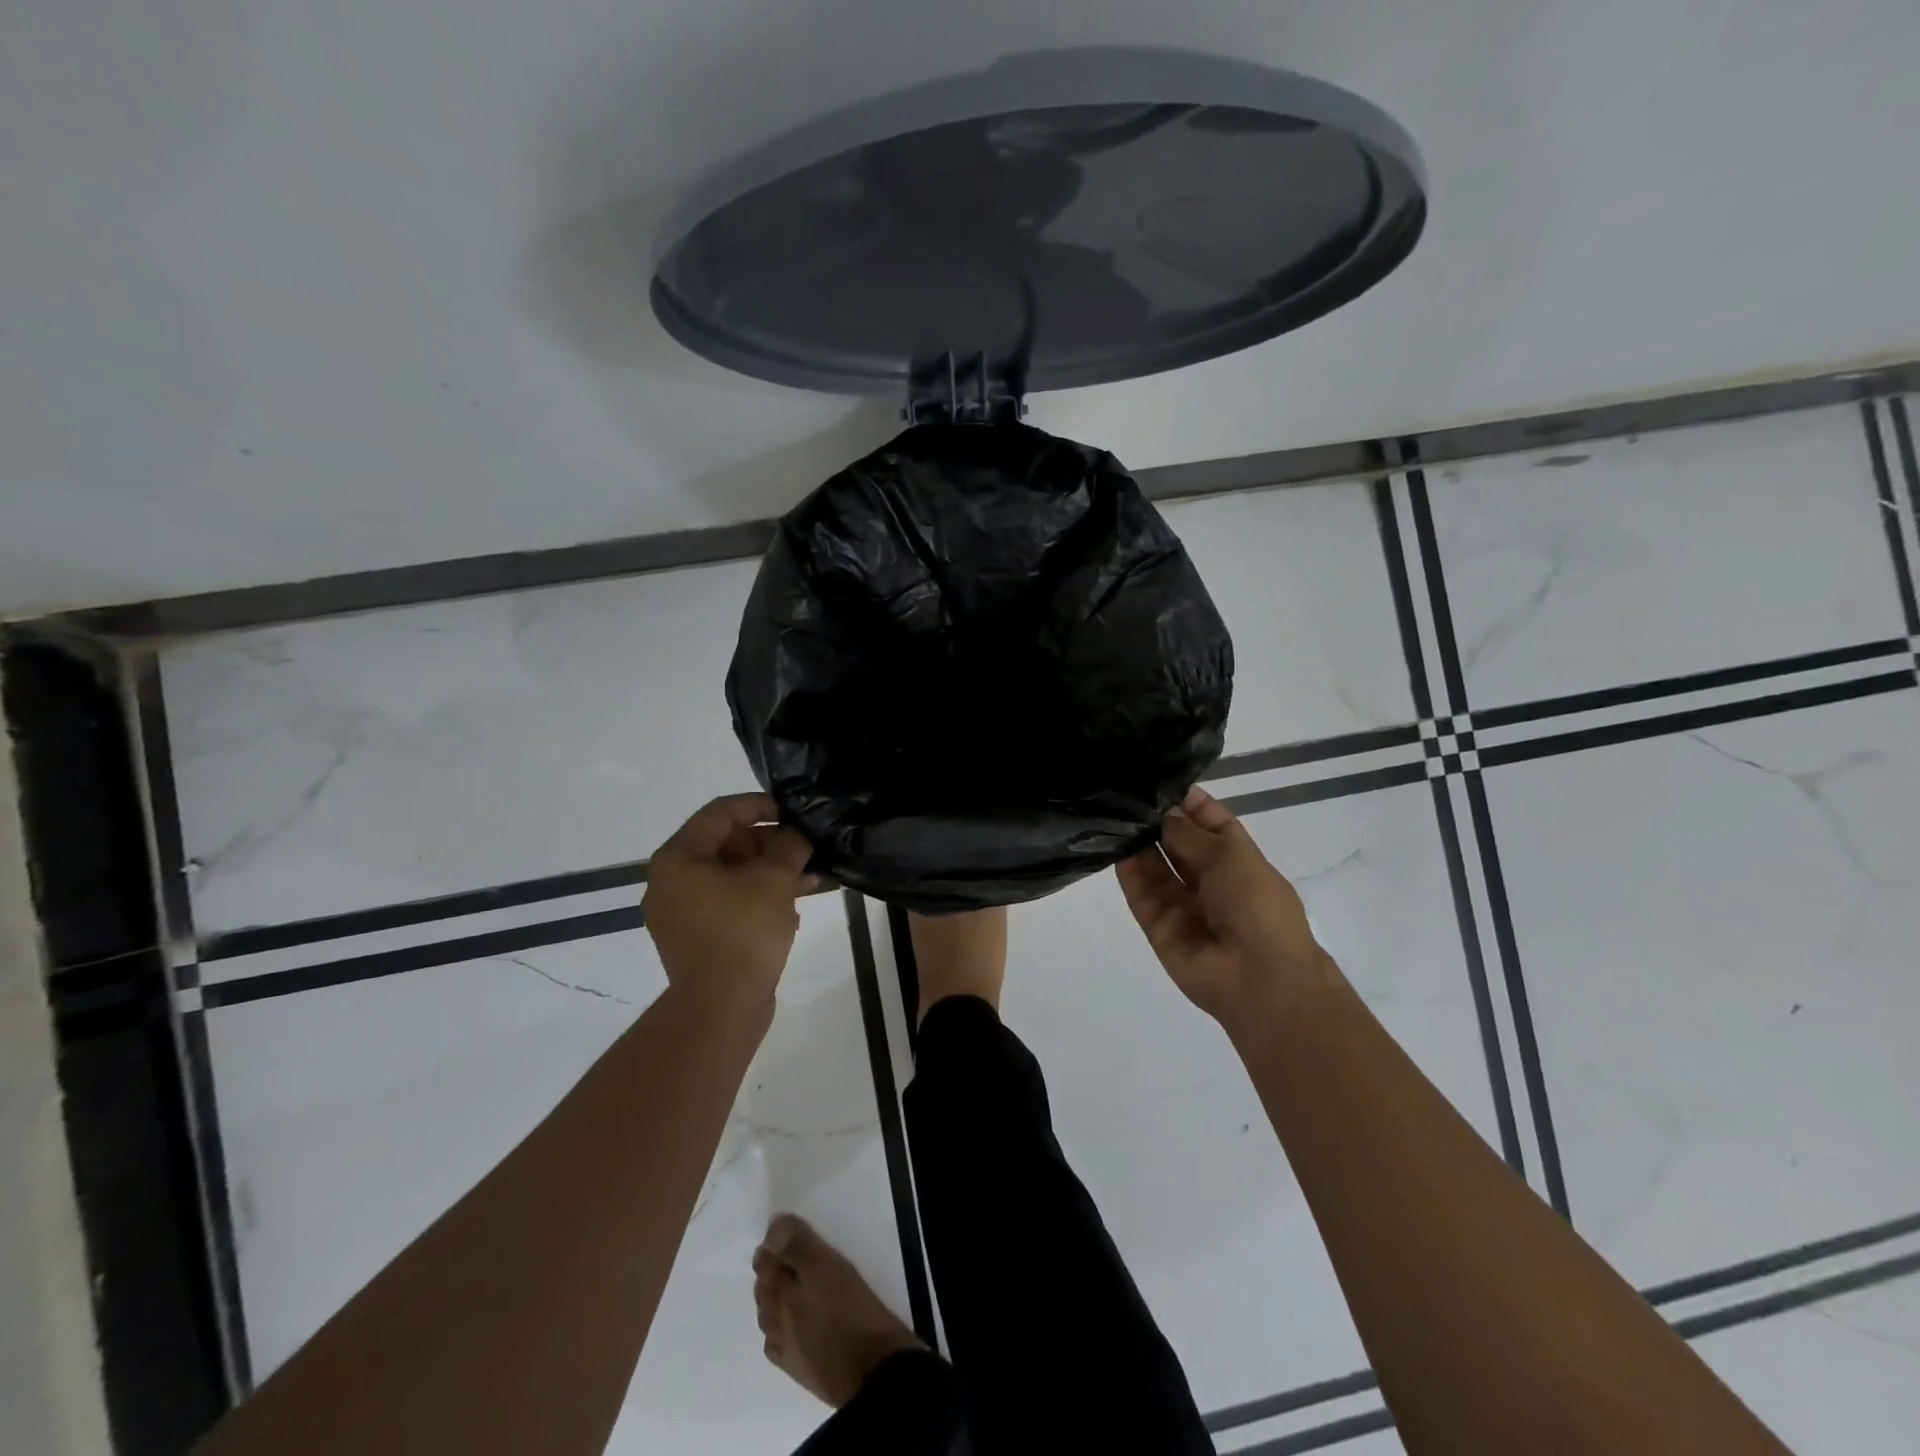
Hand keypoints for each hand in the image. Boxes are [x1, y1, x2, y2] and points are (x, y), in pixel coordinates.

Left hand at [643, 794, 813, 1015]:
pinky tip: (793, 902)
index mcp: (678, 858)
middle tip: (806, 848)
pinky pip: (728, 902)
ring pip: (730, 875)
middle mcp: (670, 881)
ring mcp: (680, 912)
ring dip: (769, 871)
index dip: (762, 805)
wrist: (720, 1008)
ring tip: (810, 876)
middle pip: (725, 843)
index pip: (722, 812)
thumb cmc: (743, 932)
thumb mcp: (775, 879)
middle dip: (770, 843)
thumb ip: (789, 845)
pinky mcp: (695, 937)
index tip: (795, 813)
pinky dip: (757, 896)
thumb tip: (797, 835)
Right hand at [1116, 786, 1327, 1026]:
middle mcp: (1208, 878)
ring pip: (1155, 866)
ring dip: (1138, 841)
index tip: (1158, 779)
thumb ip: (1189, 833)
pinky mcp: (1158, 924)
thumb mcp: (1230, 857)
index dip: (1188, 801)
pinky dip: (1126, 870)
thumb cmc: (1257, 906)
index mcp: (1237, 859)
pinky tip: (1111, 843)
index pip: (1210, 821)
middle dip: (1158, 819)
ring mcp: (1182, 902)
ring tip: (1113, 811)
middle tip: (1126, 792)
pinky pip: (1140, 892)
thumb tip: (1163, 812)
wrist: (1258, 978)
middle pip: (1177, 842)